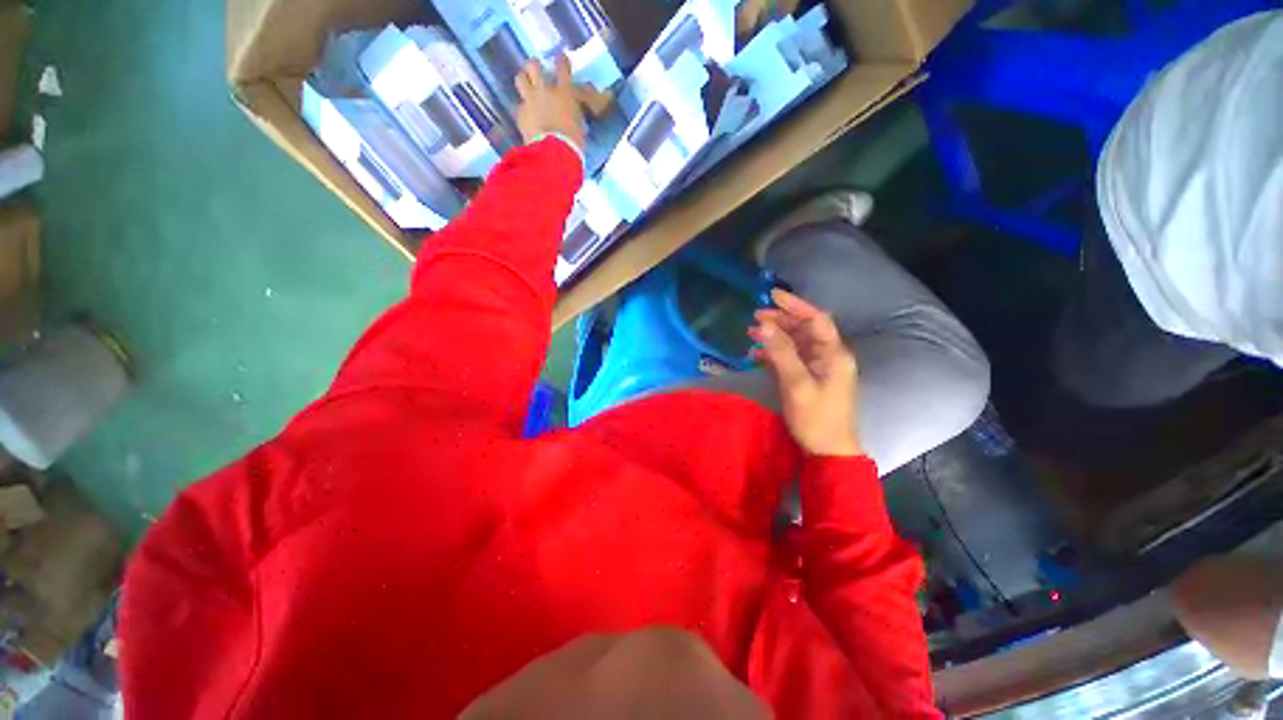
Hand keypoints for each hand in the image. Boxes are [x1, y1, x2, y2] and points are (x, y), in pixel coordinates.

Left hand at [514, 56, 585, 152]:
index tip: (560, 57)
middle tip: (536, 70)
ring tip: (526, 83)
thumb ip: (574, 113)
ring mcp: (530, 100)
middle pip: (533, 66)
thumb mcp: (580, 125)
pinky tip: (527, 115)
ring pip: (520, 78)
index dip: (561, 60)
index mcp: (565, 93)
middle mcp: (545, 90)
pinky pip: (520, 105)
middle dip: (534, 66)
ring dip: (523, 79)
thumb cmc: (574, 142)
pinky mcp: (521, 114)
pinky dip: (524, 109)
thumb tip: (573, 112)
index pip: (562, 67)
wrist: (554, 153)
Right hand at [749, 289, 863, 457]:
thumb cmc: (816, 418)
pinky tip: (757, 353)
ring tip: (751, 332)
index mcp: (834, 354)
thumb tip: (765, 326)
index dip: (795, 305)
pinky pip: (792, 358)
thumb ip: (782, 353)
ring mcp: (819, 368)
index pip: (816, 319)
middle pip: (805, 329)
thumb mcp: (797, 384)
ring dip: (775, 336)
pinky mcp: (809, 378)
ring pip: (796, 343)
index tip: (772, 295)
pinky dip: (775, 353)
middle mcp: (829, 356)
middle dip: (781, 320)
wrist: (828, 450)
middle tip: (755, 317)